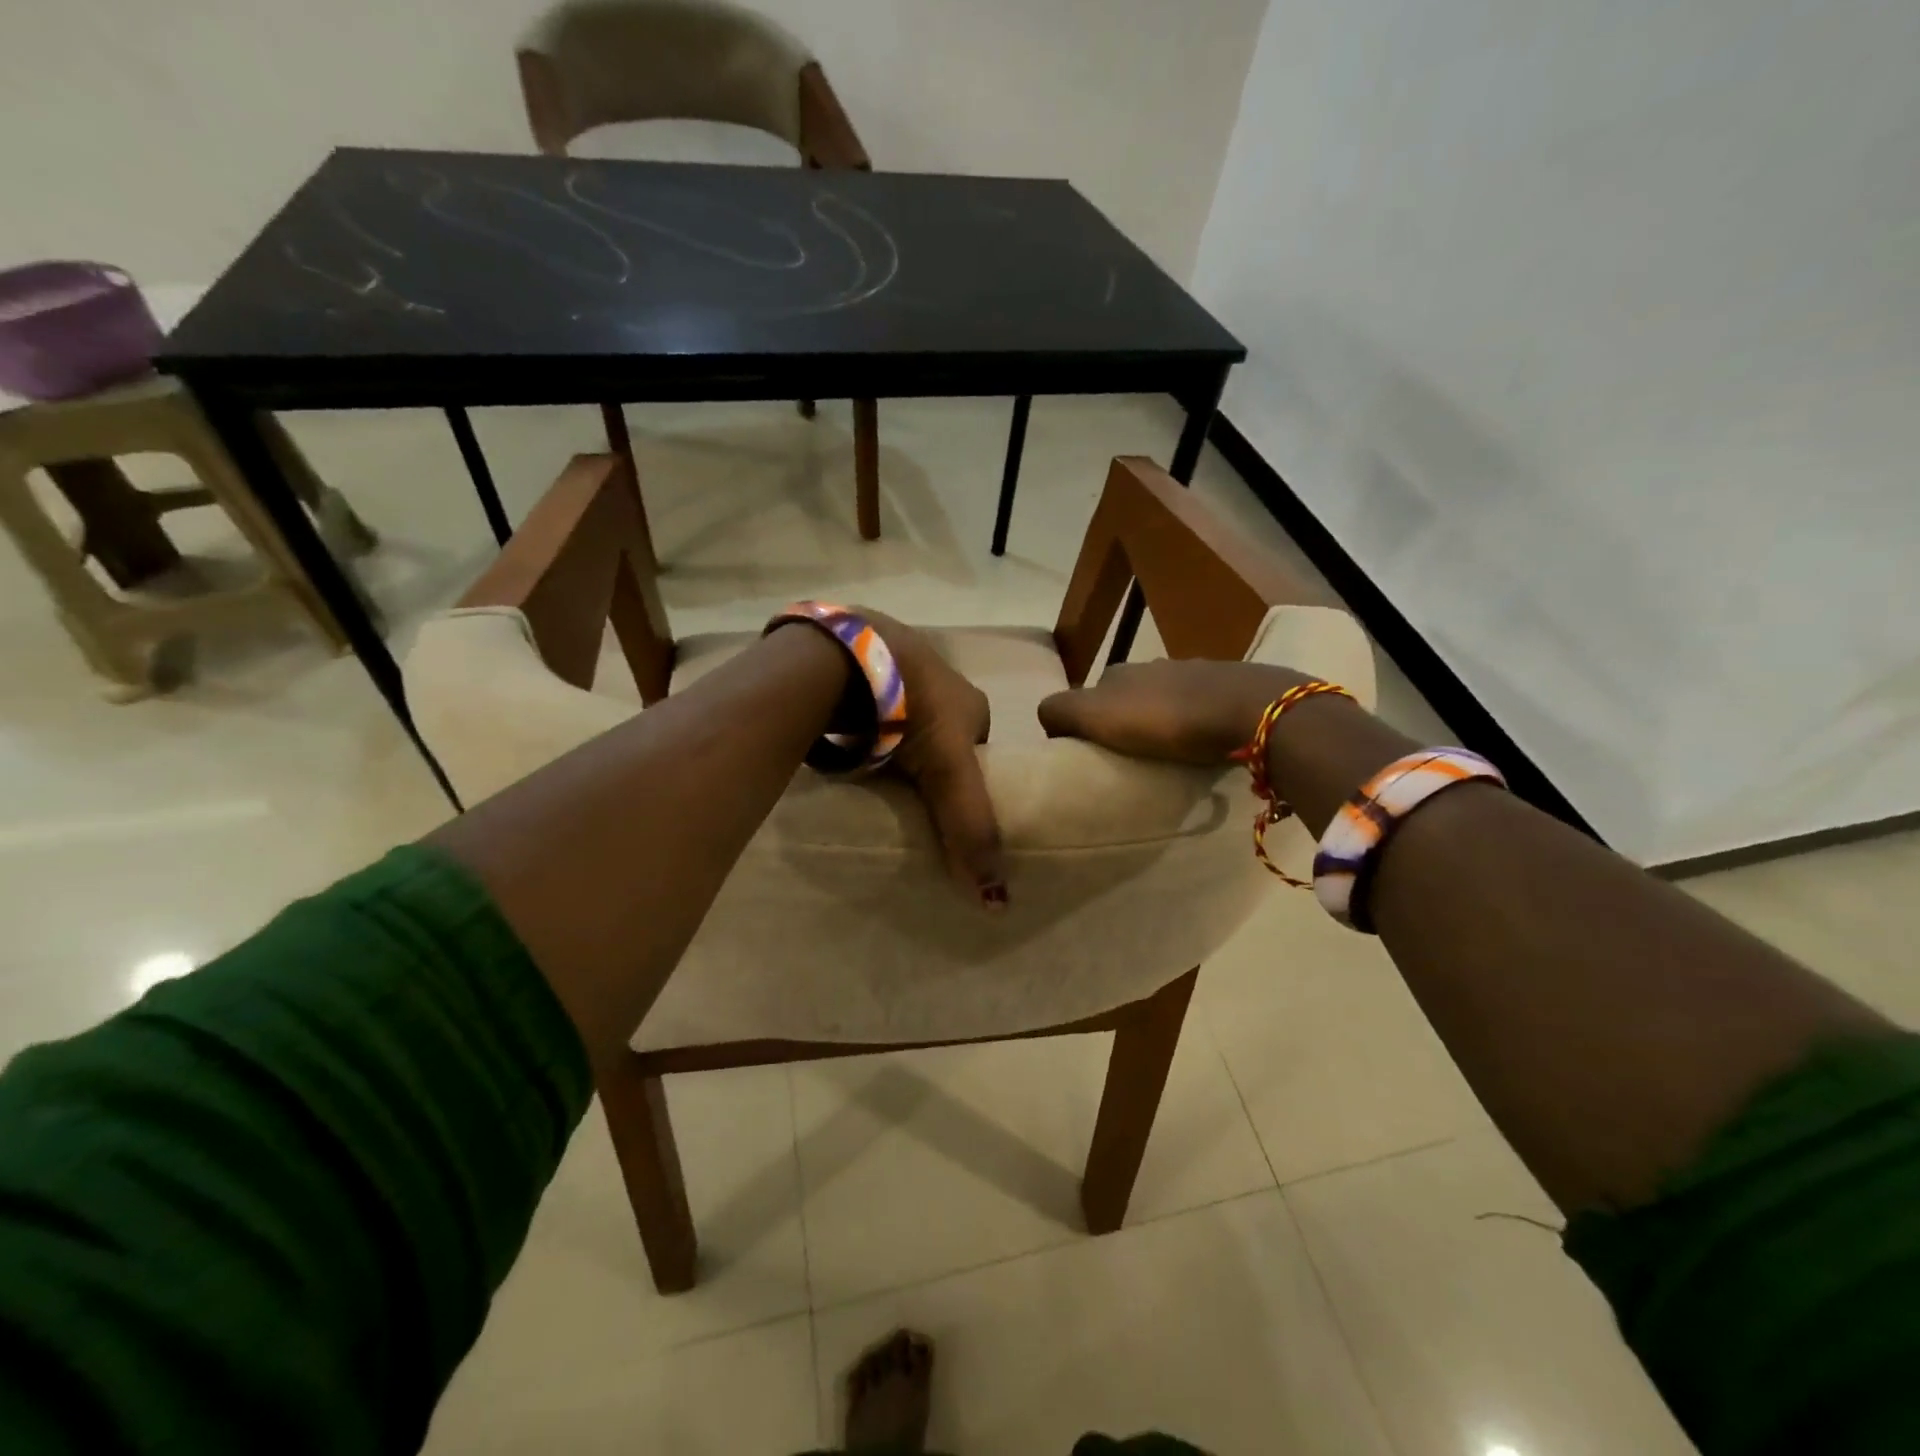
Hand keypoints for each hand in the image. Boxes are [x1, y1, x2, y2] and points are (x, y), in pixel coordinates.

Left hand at [860, 609, 1006, 908]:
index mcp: (971, 702)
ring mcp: (897, 670)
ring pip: (903, 719)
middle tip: (906, 798)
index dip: (967, 782)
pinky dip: (864, 726)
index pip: (979, 752)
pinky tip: (848, 746)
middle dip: (928, 763)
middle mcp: (940, 680)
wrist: (847, 656)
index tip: (945, 810)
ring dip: (893, 743)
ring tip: (873, 777)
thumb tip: (997, 900)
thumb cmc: (912, 710)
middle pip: (940, 736)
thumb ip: (970, 827)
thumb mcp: (949, 771)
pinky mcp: (858, 669)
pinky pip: (869, 707)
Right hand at [1037, 659, 1313, 763]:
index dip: (1084, 724)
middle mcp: (1154, 666)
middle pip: (1126, 697)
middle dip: (1124, 723)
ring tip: (1166, 757)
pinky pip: (1200, 708)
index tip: (1093, 755)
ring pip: (1164, 700)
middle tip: (1129, 759)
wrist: (1248, 710)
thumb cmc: (1165, 718)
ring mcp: (1195, 674)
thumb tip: (1048, 721)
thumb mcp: (1095, 716)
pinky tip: (1200, 745)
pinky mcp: (1230, 688)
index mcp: (1118, 672)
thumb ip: (1060, 712)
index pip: (1086, 697)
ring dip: (1161, 723)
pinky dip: (1194, 724)